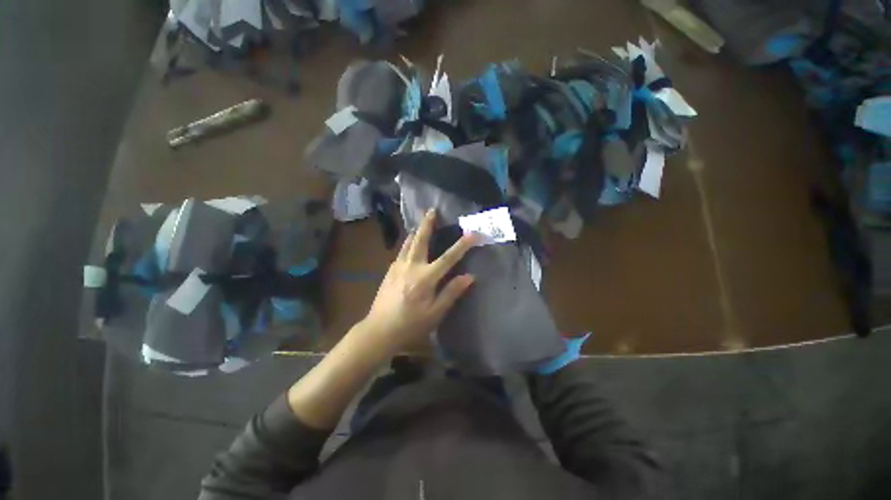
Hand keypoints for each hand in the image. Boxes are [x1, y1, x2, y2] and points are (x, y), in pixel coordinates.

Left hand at [359, 209, 476, 352]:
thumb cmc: (410, 325)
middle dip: (427, 224)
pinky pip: (401, 251)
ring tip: (421, 222)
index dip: (462, 245)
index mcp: (425, 278)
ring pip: (408, 243)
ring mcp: (397, 267)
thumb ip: (452, 292)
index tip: (474, 233)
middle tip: (431, 210)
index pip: (448, 258)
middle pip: (420, 240)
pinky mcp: (389, 271)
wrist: (379, 331)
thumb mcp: (435, 313)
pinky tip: (409, 243)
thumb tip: (469, 276)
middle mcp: (411, 267)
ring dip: (416, 231)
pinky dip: (408, 243)